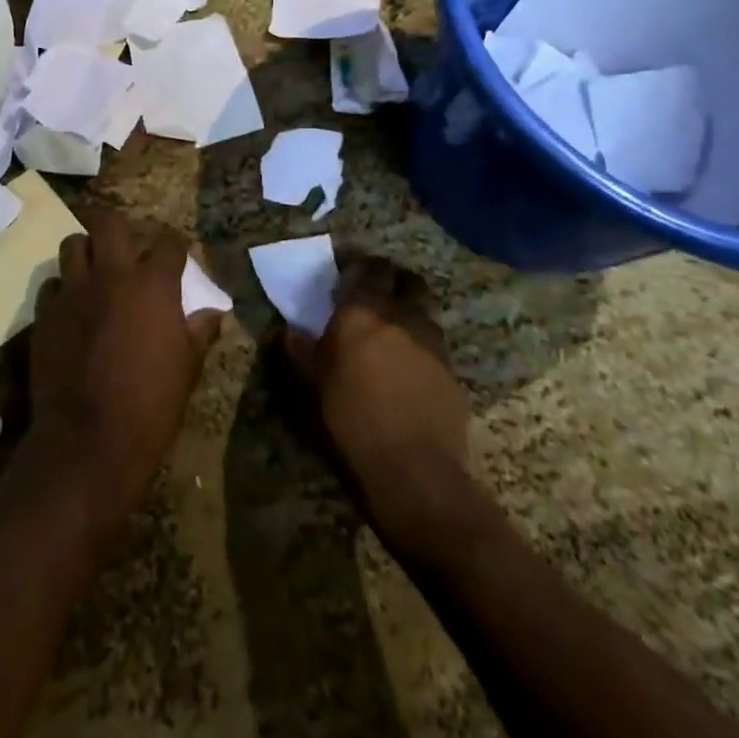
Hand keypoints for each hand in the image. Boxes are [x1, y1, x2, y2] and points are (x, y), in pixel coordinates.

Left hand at [27, 207, 221, 519]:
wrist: (88, 440)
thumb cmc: (151, 404)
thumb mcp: (188, 368)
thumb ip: (199, 331)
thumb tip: (212, 312)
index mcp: (152, 285)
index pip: (169, 243)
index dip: (176, 245)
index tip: (177, 253)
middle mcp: (111, 276)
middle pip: (109, 223)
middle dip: (120, 228)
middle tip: (126, 246)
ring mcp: (73, 292)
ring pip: (73, 245)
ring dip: (86, 251)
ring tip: (95, 270)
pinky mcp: (45, 314)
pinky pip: (52, 285)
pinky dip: (63, 289)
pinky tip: (72, 307)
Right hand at [285, 255, 474, 539]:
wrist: (414, 471)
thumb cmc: (350, 420)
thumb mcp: (309, 385)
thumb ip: (297, 349)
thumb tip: (285, 328)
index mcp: (364, 310)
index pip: (368, 267)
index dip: (358, 266)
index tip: (345, 275)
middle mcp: (403, 315)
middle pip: (406, 280)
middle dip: (391, 281)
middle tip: (373, 296)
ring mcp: (433, 343)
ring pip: (424, 310)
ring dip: (409, 311)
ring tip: (392, 333)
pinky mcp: (453, 373)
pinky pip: (435, 344)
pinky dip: (422, 345)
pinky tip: (409, 369)